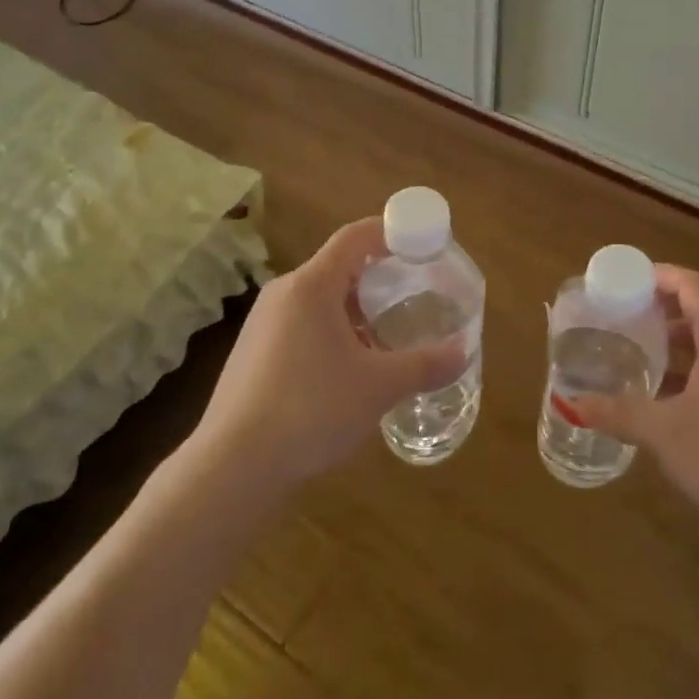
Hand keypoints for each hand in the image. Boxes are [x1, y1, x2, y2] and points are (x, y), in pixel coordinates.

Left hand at [185, 218, 468, 493]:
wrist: (233, 465)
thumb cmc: (311, 409)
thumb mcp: (378, 387)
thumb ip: (425, 365)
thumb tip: (464, 351)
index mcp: (312, 284)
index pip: (356, 237)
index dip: (391, 233)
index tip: (421, 246)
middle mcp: (284, 292)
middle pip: (338, 267)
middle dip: (377, 279)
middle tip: (411, 298)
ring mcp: (262, 323)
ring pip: (318, 300)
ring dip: (354, 311)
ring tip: (384, 339)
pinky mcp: (252, 352)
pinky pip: (301, 325)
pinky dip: (330, 332)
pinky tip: (346, 371)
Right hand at [572, 266, 698, 557]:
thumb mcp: (664, 434)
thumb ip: (618, 413)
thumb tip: (572, 404)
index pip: (692, 286)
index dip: (660, 276)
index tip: (626, 280)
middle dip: (663, 312)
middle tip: (624, 319)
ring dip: (679, 345)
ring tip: (642, 358)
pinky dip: (697, 371)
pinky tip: (673, 403)